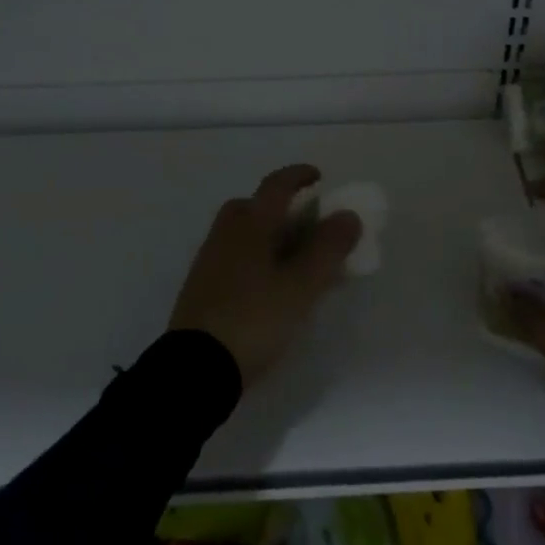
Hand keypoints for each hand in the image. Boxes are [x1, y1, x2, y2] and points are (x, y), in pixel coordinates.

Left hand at [168, 164, 363, 387]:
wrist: (196, 368)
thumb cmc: (255, 318)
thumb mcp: (302, 285)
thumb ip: (328, 248)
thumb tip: (348, 215)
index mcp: (250, 224)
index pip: (276, 186)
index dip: (298, 176)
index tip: (319, 177)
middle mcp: (226, 234)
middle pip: (254, 207)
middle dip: (282, 208)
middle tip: (308, 226)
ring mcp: (210, 261)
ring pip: (244, 234)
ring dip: (271, 236)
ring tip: (297, 262)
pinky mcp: (203, 288)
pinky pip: (237, 257)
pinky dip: (258, 258)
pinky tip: (272, 287)